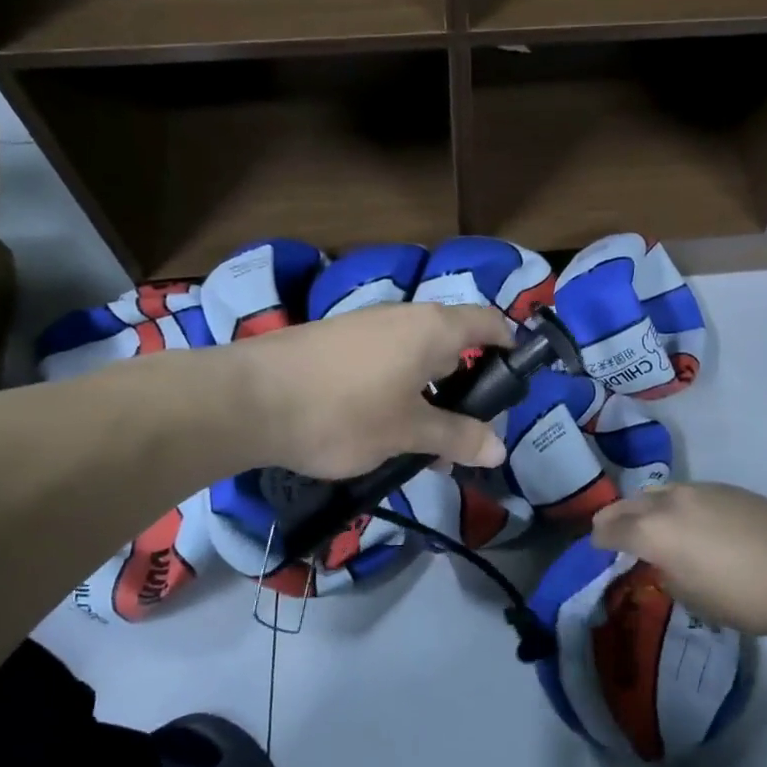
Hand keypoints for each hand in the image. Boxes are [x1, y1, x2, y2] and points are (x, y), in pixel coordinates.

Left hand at [232, 301, 513, 478]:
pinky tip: (381, 426)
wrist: (248, 400)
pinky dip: (397, 387)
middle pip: (454, 341)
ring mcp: (366, 326)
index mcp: (433, 329)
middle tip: (468, 430)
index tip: (517, 380)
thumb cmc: (344, 413)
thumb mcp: (407, 432)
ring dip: (430, 392)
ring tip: (424, 440)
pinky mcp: (336, 341)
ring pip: (416, 355)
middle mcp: (404, 316)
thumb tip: (500, 449)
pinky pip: (385, 360)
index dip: (511, 346)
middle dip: (467, 384)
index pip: (490, 322)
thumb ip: (457, 437)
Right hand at [591, 482, 766, 634]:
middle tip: (607, 529)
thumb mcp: (695, 599)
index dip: (598, 539)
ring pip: (658, 493)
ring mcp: (700, 490)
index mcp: (655, 532)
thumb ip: (669, 576)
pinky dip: (674, 504)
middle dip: (614, 517)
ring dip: (644, 506)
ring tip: (647, 522)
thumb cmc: (745, 596)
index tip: (594, 546)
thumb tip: (666, 563)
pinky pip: (686, 493)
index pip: (612, 530)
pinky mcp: (726, 488)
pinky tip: (688, 521)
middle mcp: (670, 503)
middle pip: (630, 504)